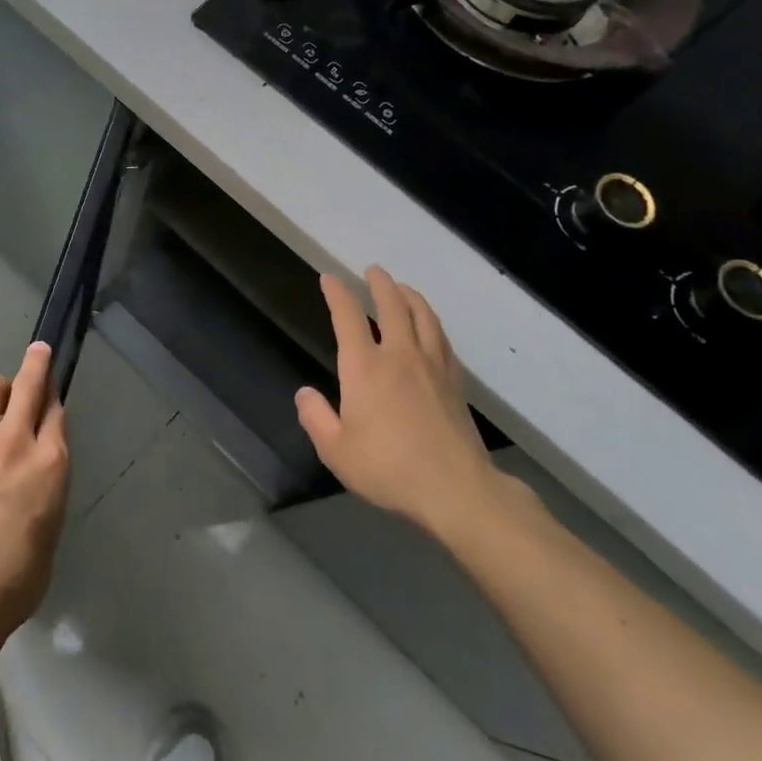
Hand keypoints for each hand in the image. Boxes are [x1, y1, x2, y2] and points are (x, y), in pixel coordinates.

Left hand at [0, 342, 69, 670]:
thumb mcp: (50, 528)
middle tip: (38, 352)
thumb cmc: (16, 578)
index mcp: (50, 462)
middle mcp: (16, 441)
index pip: (56, 410)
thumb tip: (35, 472)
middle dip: (36, 362)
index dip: (54, 396)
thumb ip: (45, 486)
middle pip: (28, 383)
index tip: (51, 391)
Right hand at [295, 267, 519, 546]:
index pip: (348, 317)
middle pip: (392, 306)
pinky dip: (431, 322)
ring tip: (403, 288)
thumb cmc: (388, 469)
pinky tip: (430, 327)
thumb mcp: (336, 450)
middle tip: (373, 271)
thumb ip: (316, 418)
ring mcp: (432, 366)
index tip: (329, 279)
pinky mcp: (454, 382)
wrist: (456, 489)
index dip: (337, 294)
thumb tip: (305, 394)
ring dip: (410, 296)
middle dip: (380, 284)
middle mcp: (399, 355)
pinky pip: (441, 339)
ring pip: (423, 317)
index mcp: (365, 367)